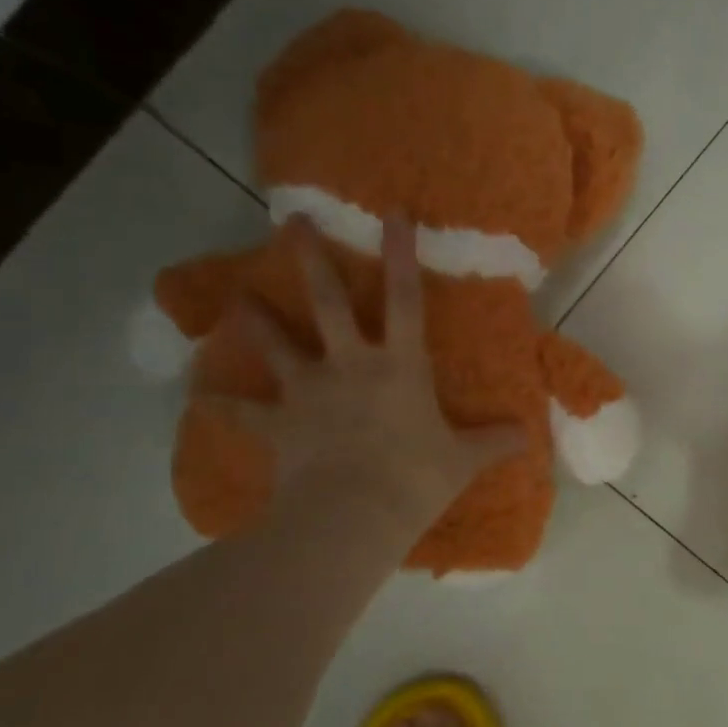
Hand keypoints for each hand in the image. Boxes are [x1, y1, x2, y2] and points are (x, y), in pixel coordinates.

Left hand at [203, 216, 525, 521]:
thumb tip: (528, 436)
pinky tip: (199, 396)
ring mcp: (309, 390)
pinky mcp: (279, 423)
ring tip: (237, 298)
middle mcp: (351, 364)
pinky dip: (221, 404)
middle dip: (312, 259)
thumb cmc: (415, 477)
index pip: (405, 297)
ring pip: (277, 344)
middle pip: (328, 302)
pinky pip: (243, 411)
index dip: (401, 253)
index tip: (392, 212)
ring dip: (256, 320)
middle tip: (292, 222)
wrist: (353, 514)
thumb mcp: (464, 460)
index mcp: (399, 364)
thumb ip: (495, 442)